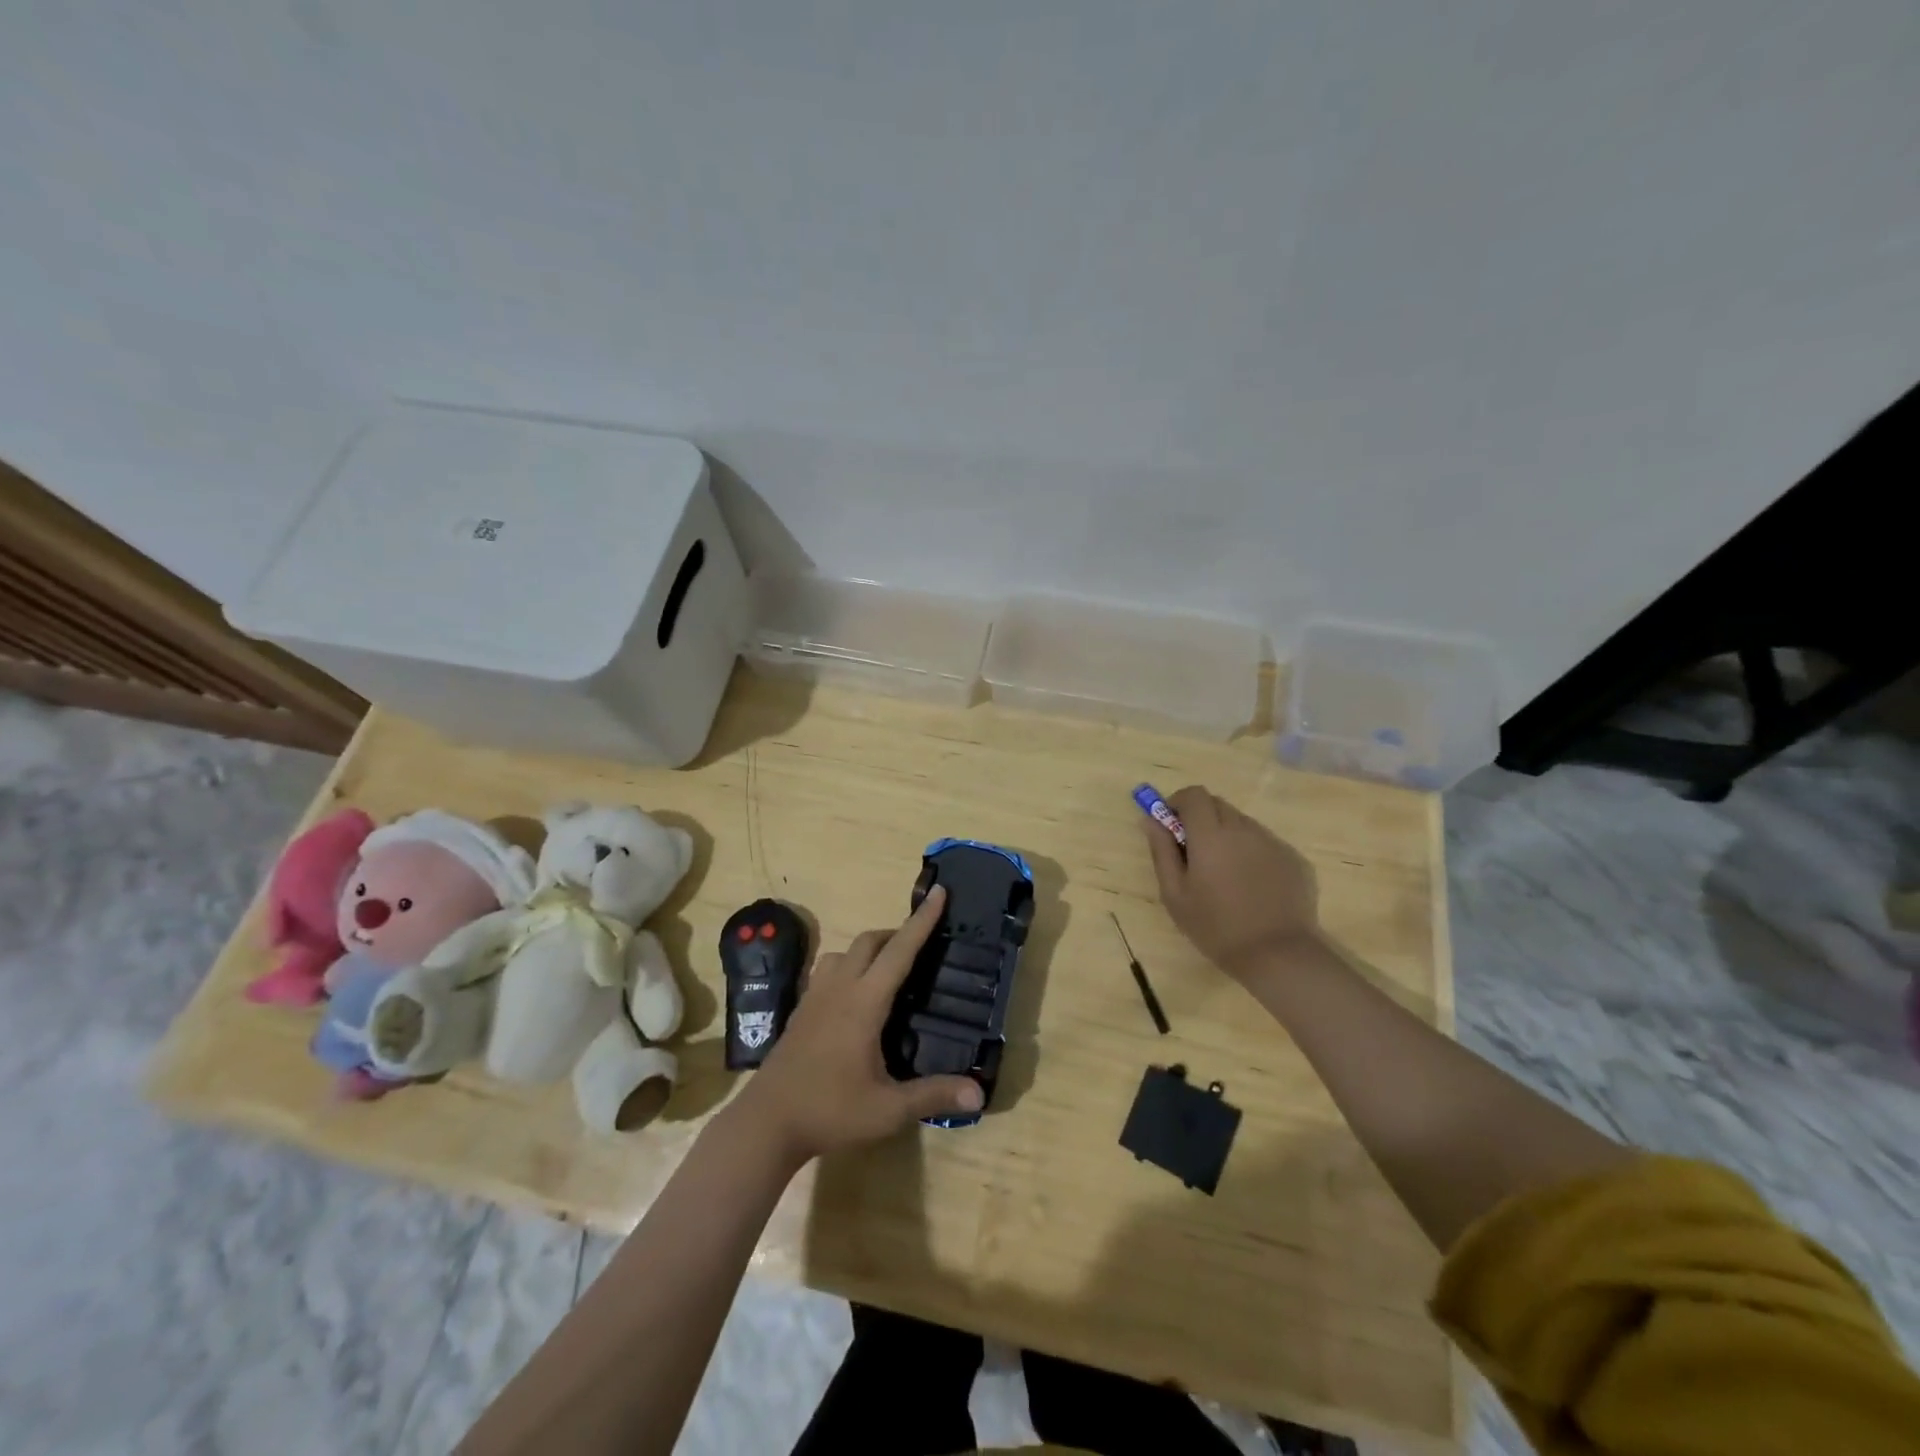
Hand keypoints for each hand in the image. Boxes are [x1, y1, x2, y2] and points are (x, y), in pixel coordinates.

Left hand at [731, 886, 982, 1163]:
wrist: (766, 1123)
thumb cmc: (830, 1111)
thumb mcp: (888, 1109)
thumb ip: (933, 1095)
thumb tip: (979, 1092)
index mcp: (864, 1002)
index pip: (900, 951)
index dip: (922, 921)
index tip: (939, 892)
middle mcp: (839, 989)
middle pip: (869, 942)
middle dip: (896, 933)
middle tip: (921, 947)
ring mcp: (815, 997)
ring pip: (843, 952)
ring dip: (869, 949)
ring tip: (887, 969)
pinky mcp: (801, 1011)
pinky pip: (827, 970)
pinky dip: (848, 966)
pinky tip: (853, 995)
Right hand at [1143, 785, 1320, 979]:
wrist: (1278, 955)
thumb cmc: (1216, 927)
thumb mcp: (1175, 894)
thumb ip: (1161, 851)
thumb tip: (1150, 820)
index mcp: (1211, 835)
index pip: (1194, 795)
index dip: (1179, 803)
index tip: (1172, 826)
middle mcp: (1243, 829)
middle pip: (1218, 805)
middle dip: (1201, 818)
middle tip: (1194, 852)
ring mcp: (1272, 842)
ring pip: (1242, 824)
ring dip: (1227, 836)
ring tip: (1225, 875)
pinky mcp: (1294, 858)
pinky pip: (1264, 843)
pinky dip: (1251, 853)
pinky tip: (1252, 887)